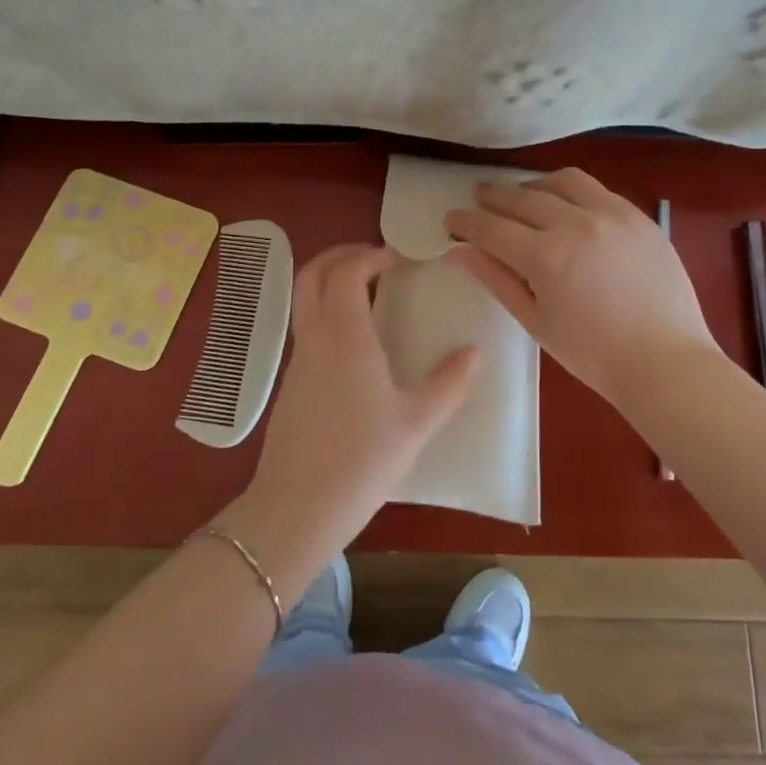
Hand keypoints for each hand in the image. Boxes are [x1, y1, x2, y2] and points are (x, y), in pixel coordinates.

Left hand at [239, 244, 477, 568]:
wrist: (297, 509)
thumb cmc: (362, 461)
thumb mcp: (417, 423)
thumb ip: (449, 384)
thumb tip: (474, 352)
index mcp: (345, 338)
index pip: (345, 272)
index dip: (367, 255)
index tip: (395, 258)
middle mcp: (315, 339)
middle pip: (311, 276)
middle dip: (339, 256)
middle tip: (374, 260)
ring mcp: (298, 362)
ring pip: (304, 302)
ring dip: (331, 284)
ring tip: (370, 295)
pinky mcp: (291, 384)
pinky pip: (306, 329)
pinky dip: (326, 313)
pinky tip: (356, 342)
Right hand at [443, 168, 716, 401]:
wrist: (666, 362)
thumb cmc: (593, 354)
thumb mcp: (536, 322)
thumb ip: (496, 280)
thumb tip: (459, 252)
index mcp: (547, 257)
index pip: (492, 228)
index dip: (466, 222)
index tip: (450, 219)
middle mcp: (576, 224)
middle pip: (522, 198)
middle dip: (493, 197)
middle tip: (477, 199)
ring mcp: (612, 215)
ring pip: (562, 181)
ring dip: (533, 184)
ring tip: (522, 196)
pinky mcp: (638, 216)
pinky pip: (597, 189)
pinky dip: (571, 190)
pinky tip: (566, 204)